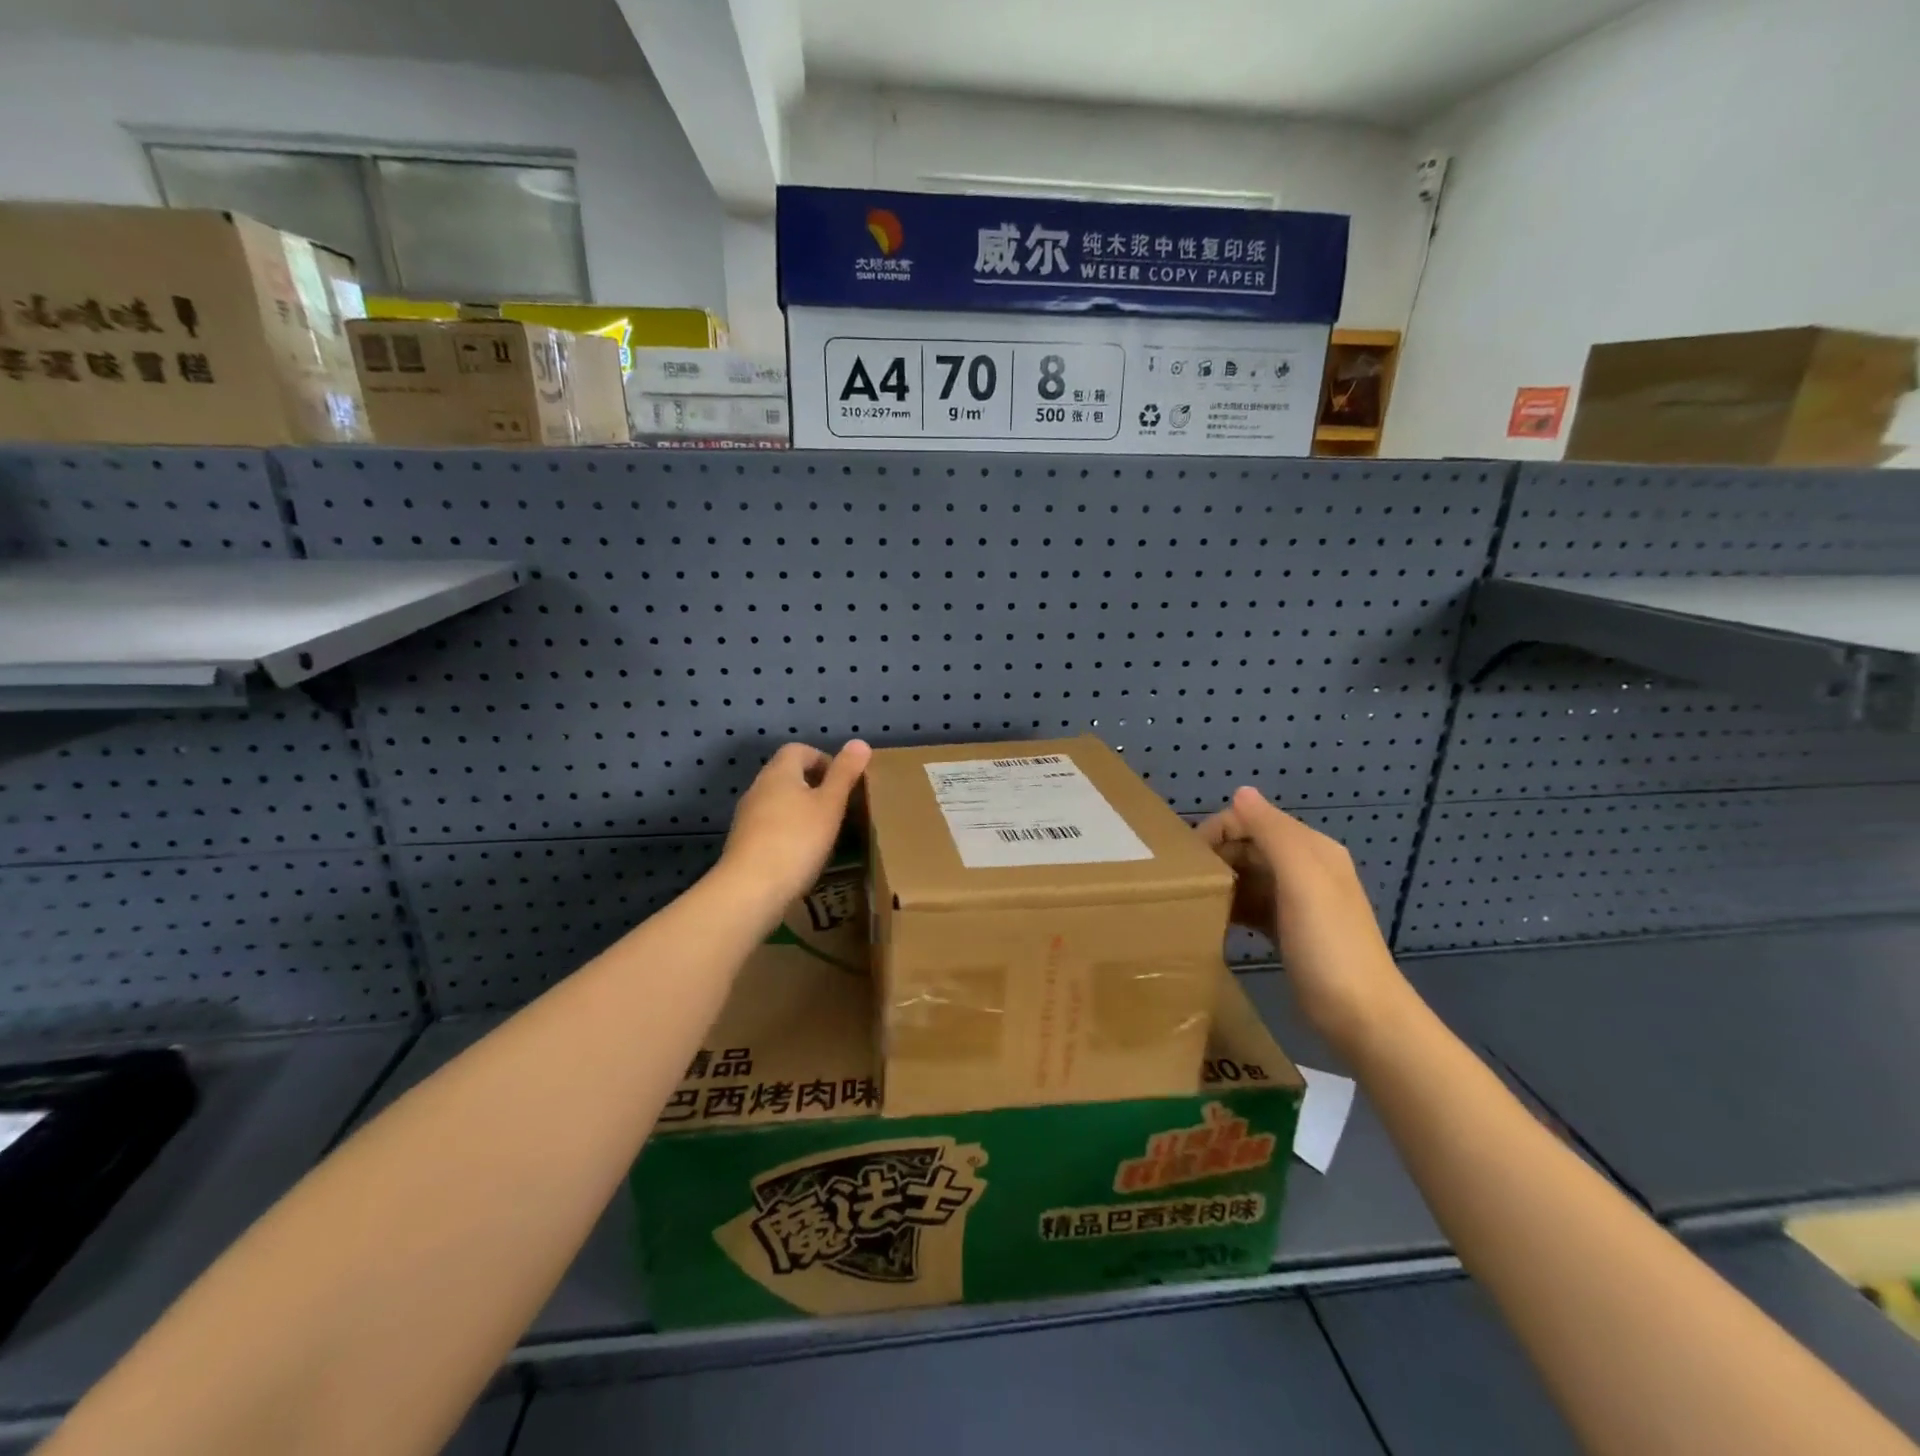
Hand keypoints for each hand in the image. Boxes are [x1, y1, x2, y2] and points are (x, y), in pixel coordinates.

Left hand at [719, 740, 872, 916]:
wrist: (751, 890)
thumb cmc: (797, 840)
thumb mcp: (830, 805)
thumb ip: (845, 773)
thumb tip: (859, 742)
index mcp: (779, 773)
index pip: (799, 749)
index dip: (823, 759)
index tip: (843, 783)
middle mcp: (758, 788)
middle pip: (788, 775)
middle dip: (815, 786)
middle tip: (839, 808)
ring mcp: (747, 817)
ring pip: (779, 802)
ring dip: (801, 810)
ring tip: (824, 832)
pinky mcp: (744, 843)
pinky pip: (771, 826)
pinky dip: (789, 832)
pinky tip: (803, 854)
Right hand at [1198, 786, 1412, 1058]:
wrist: (1362, 1018)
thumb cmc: (1329, 946)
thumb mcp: (1302, 882)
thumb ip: (1273, 834)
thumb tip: (1241, 791)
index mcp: (1311, 849)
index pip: (1253, 819)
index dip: (1218, 831)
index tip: (1187, 861)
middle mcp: (1305, 867)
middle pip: (1248, 846)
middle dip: (1215, 857)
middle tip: (1184, 884)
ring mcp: (1297, 901)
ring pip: (1247, 876)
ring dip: (1220, 882)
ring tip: (1191, 902)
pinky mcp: (1288, 930)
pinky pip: (1251, 904)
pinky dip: (1231, 907)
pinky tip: (1210, 922)